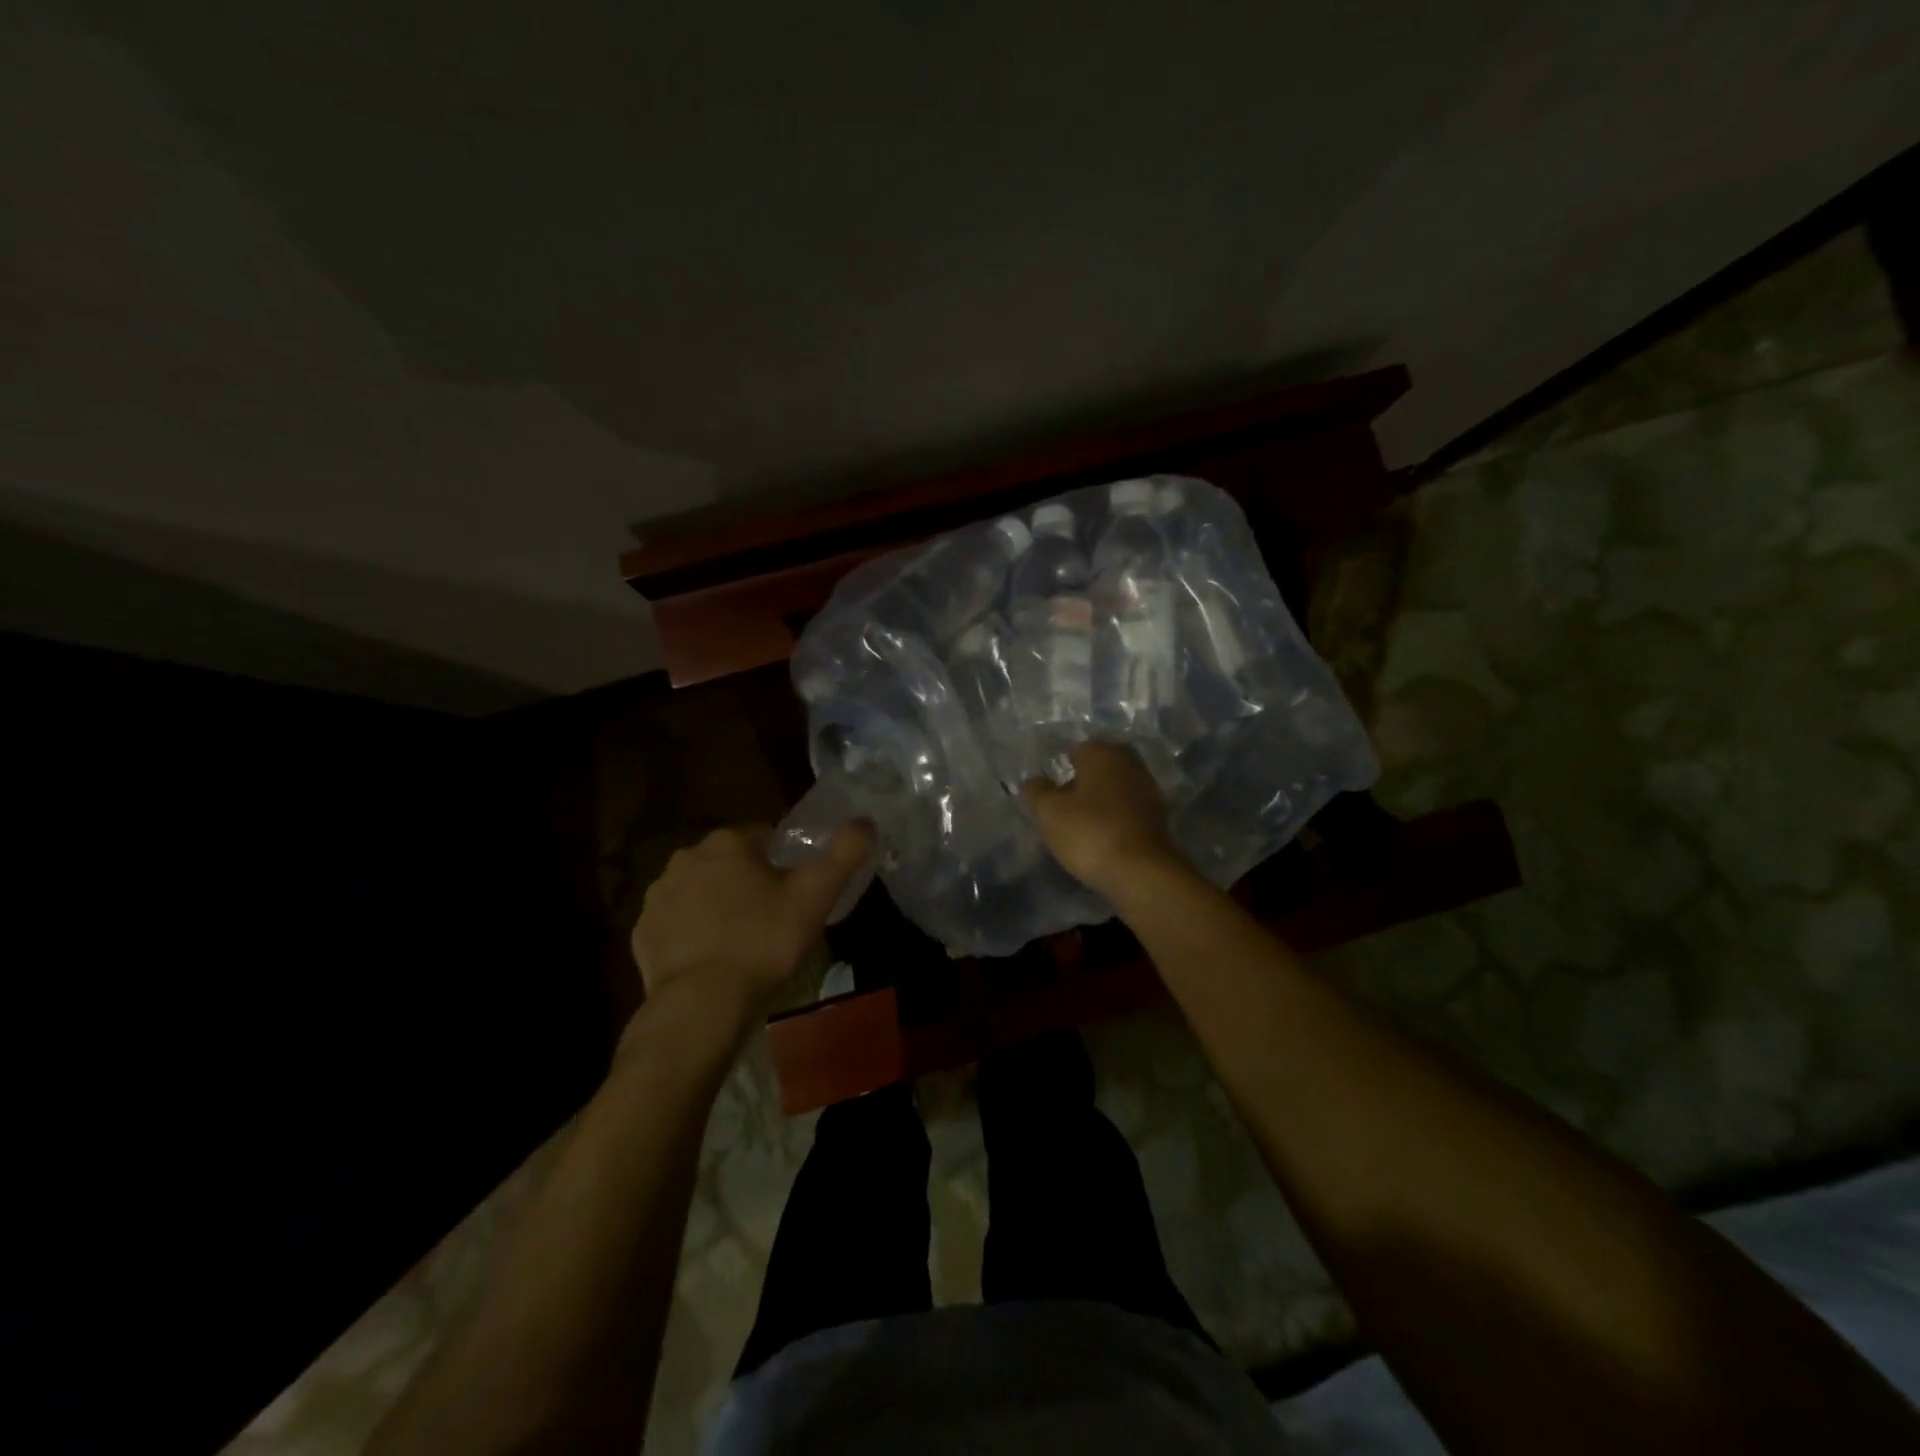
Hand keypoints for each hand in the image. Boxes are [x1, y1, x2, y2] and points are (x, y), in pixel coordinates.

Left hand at [630, 821, 873, 1036]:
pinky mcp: (642, 931)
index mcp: (727, 842)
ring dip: (718, 904)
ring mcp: (658, 895)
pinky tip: (712, 958)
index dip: (783, 861)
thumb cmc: (764, 941)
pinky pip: (676, 922)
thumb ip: (844, 853)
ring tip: (742, 941)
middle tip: (773, 917)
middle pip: (729, 861)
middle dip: (748, 880)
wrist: (702, 1003)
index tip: (794, 891)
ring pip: (700, 890)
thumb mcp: (816, 896)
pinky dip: (692, 932)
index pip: (763, 835)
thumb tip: (865, 821)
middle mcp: (686, 857)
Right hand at [1021, 741, 1178, 897]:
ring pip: (1116, 788)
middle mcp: (1130, 762)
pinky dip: (1117, 817)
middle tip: (1066, 809)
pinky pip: (1129, 808)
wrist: (1141, 871)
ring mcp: (1149, 788)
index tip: (1053, 796)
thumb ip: (1037, 791)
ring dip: (1101, 801)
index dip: (1062, 771)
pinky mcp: (1159, 815)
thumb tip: (1035, 781)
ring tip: (1083, 827)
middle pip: (1099, 769)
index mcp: (1103, 753)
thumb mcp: (1049, 812)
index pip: (1077, 751)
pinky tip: (1105, 837)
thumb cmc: (1089, 832)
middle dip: (1083, 784)